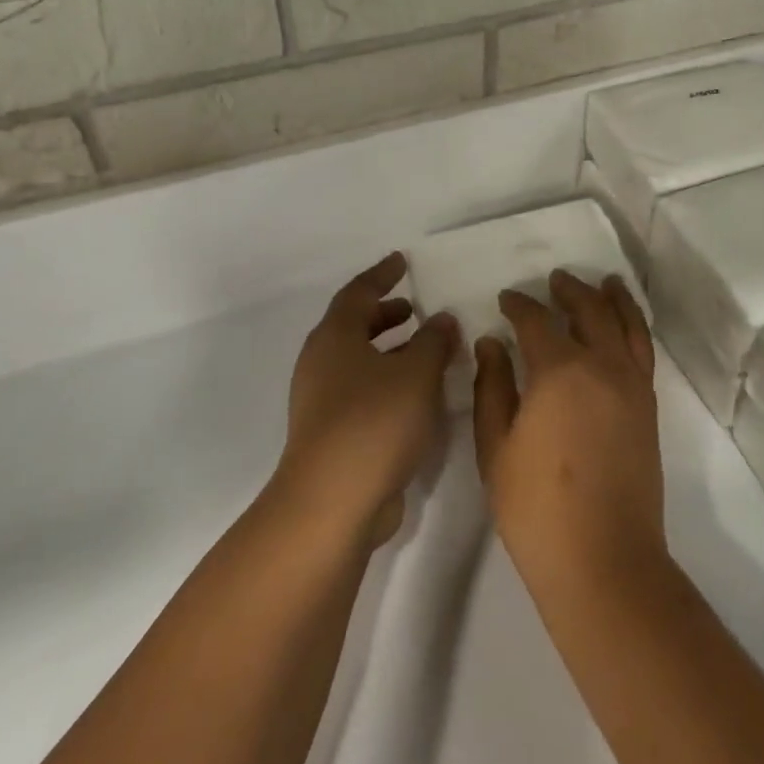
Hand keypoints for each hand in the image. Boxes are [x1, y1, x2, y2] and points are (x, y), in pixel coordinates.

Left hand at [277, 252, 459, 547]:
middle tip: (413, 307)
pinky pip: (361, 390)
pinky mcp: (331, 432)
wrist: (333, 501)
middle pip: (353, 326)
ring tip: (423, 348)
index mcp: (335, 337)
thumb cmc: (375, 422)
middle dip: (384, 314)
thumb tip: (442, 319)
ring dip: (389, 349)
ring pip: (357, 360)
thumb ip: (433, 342)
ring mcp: (322, 400)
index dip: (382, 275)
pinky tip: (416, 393)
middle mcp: (322, 363)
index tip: (402, 261)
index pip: (358, 292)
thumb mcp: (416, 374)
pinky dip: (387, 379)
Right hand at [472, 270, 664, 593]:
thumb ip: (492, 387)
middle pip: (589, 311)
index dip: (519, 305)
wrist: (602, 558)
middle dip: (569, 290)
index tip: (506, 298)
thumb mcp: (495, 446)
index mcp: (559, 371)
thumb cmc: (535, 507)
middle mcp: (602, 366)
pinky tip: (624, 325)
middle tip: (554, 279)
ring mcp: (632, 386)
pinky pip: (643, 351)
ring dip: (612, 298)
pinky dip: (634, 327)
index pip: (536, 321)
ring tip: (605, 282)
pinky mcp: (649, 408)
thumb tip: (491, 343)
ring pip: (626, 325)